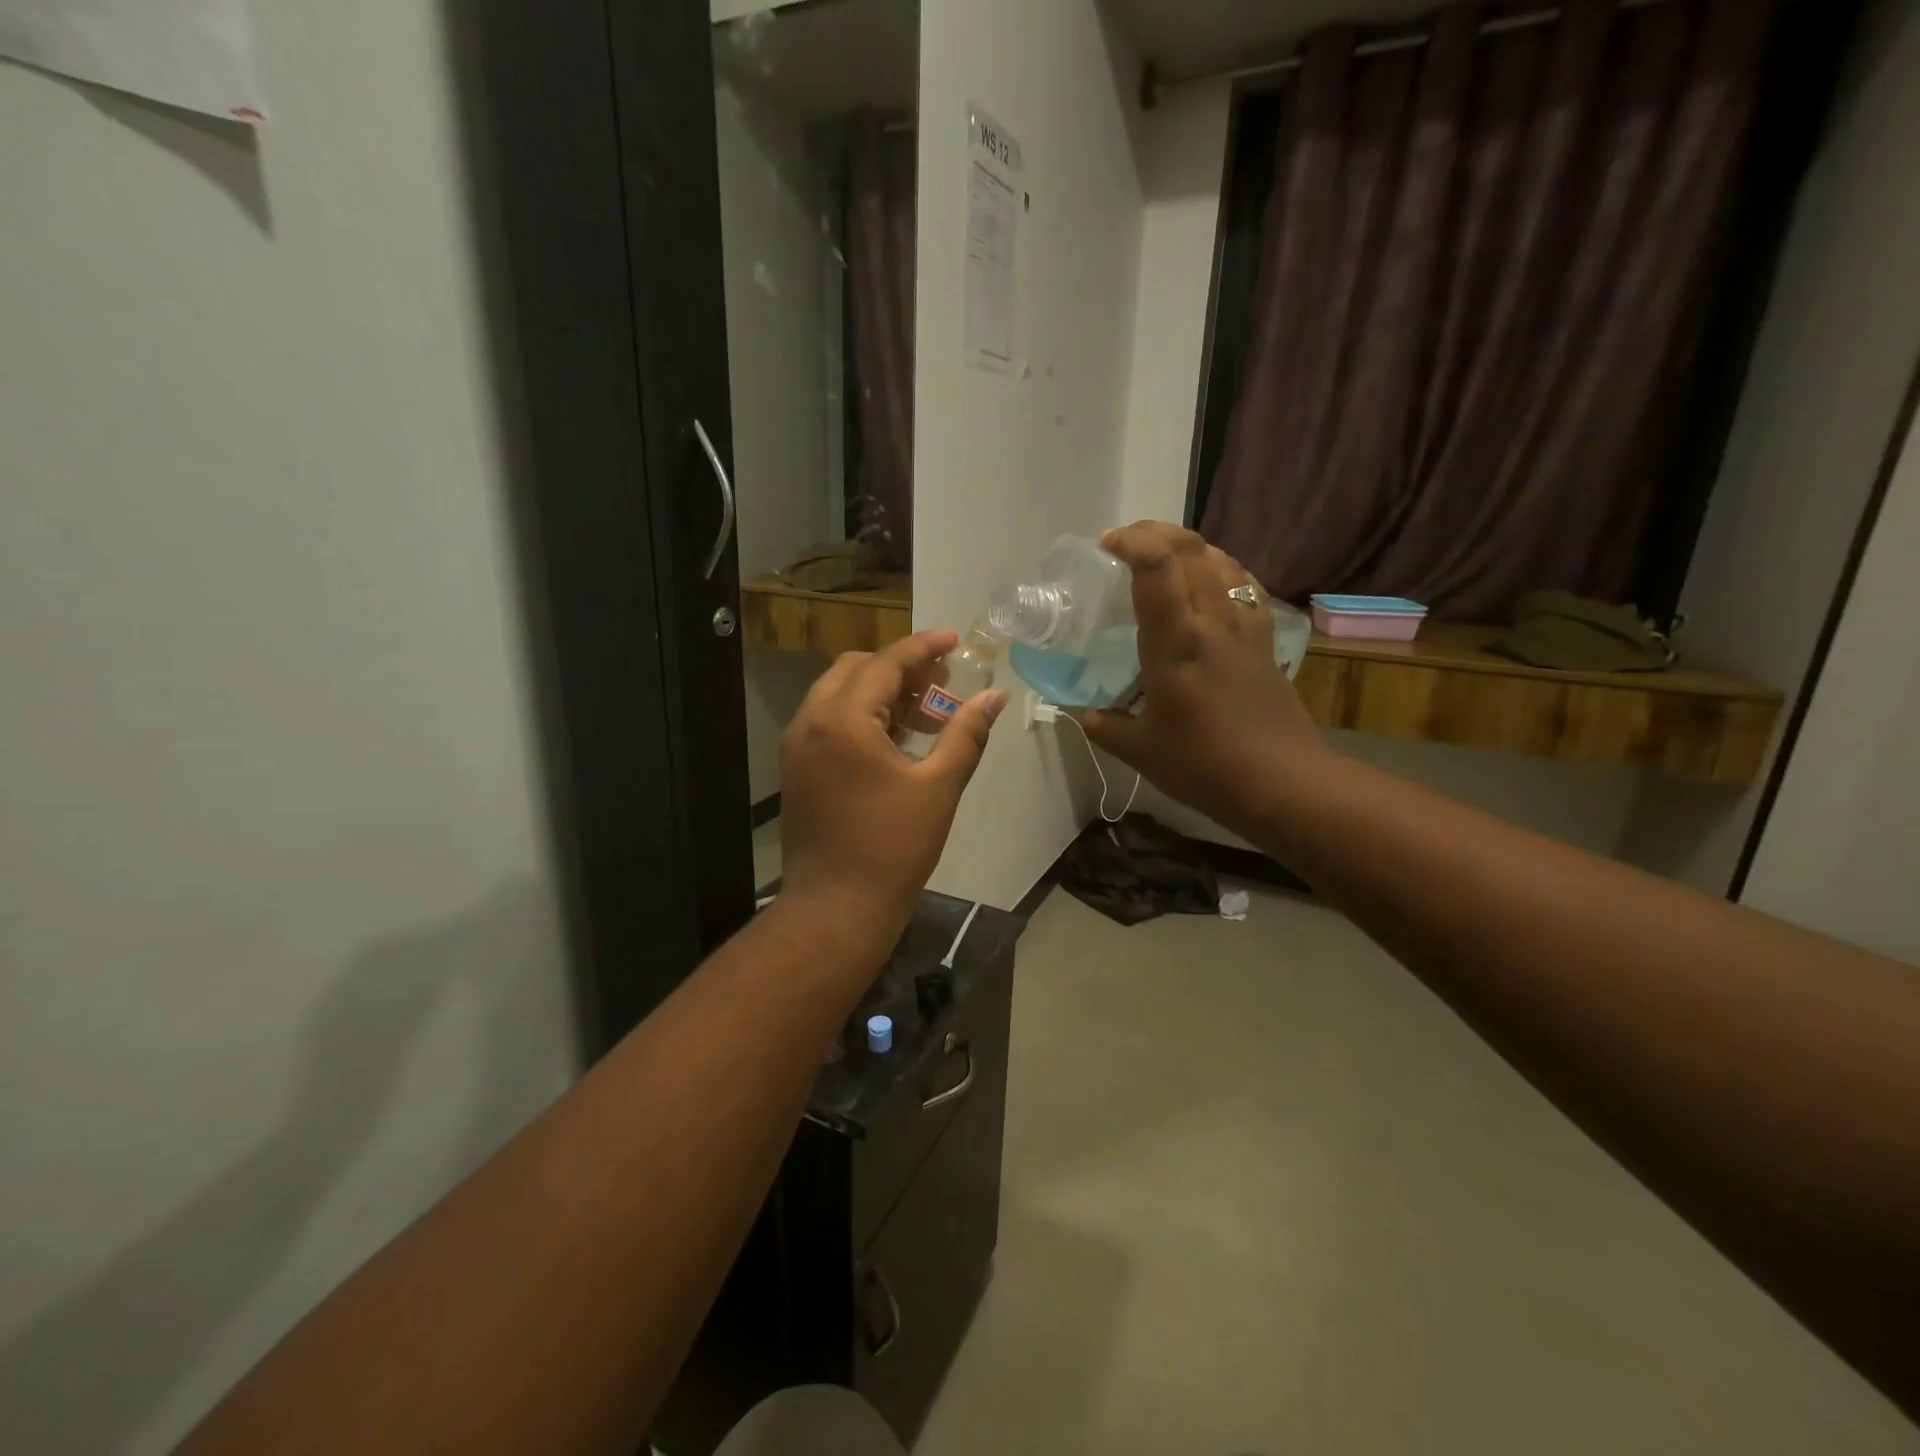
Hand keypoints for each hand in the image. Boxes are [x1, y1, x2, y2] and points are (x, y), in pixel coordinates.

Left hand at [780, 631, 1007, 948]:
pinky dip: (861, 714)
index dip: (923, 647)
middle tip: (942, 680)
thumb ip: (966, 735)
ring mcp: (798, 746)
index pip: (885, 664)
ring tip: (925, 707)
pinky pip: (829, 721)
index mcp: (843, 720)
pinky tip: (895, 736)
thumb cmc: (892, 848)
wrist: (836, 908)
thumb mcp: (938, 788)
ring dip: (880, 689)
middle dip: (900, 667)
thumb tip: (994, 697)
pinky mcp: (797, 768)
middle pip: (855, 669)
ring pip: (838, 693)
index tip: (954, 638)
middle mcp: (811, 722)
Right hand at [1078, 522, 1330, 837]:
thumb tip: (1078, 713)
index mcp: (1177, 642)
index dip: (1131, 542)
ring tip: (1162, 557)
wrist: (1281, 782)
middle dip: (1154, 532)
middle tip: (1126, 543)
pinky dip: (1221, 568)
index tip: (1107, 546)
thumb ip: (1102, 725)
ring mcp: (1245, 626)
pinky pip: (1244, 584)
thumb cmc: (1203, 765)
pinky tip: (1210, 582)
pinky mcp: (1266, 639)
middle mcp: (1214, 620)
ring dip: (1188, 545)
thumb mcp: (1139, 749)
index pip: (1157, 567)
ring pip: (1221, 559)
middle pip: (1191, 548)